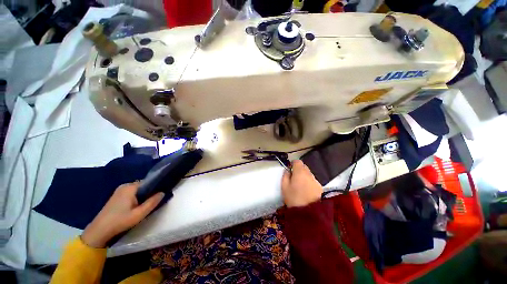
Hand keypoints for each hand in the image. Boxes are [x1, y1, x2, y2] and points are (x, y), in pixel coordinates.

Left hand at [81, 182, 163, 247]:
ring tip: (146, 204)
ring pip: (138, 190)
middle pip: (143, 186)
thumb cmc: (120, 221)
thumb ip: (152, 202)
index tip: (161, 193)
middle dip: (149, 192)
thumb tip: (163, 192)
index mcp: (130, 187)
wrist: (99, 230)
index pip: (148, 182)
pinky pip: (132, 193)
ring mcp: (119, 190)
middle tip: (154, 201)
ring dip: (143, 195)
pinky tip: (137, 206)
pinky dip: (137, 197)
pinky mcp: (117, 196)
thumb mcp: (139, 214)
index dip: (156, 187)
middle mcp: (125, 186)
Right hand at [281, 160, 322, 207]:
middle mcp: (309, 174)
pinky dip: (308, 182)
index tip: (290, 169)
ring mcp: (315, 181)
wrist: (308, 213)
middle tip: (294, 178)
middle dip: (298, 170)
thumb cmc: (294, 198)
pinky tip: (306, 191)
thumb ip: (285, 176)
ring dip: (304, 176)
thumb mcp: (284, 187)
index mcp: (300, 172)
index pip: (297, 161)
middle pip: (304, 167)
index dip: (293, 163)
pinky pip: (312, 181)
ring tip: (300, 186)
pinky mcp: (320, 187)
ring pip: (308, 174)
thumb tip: (287, 171)